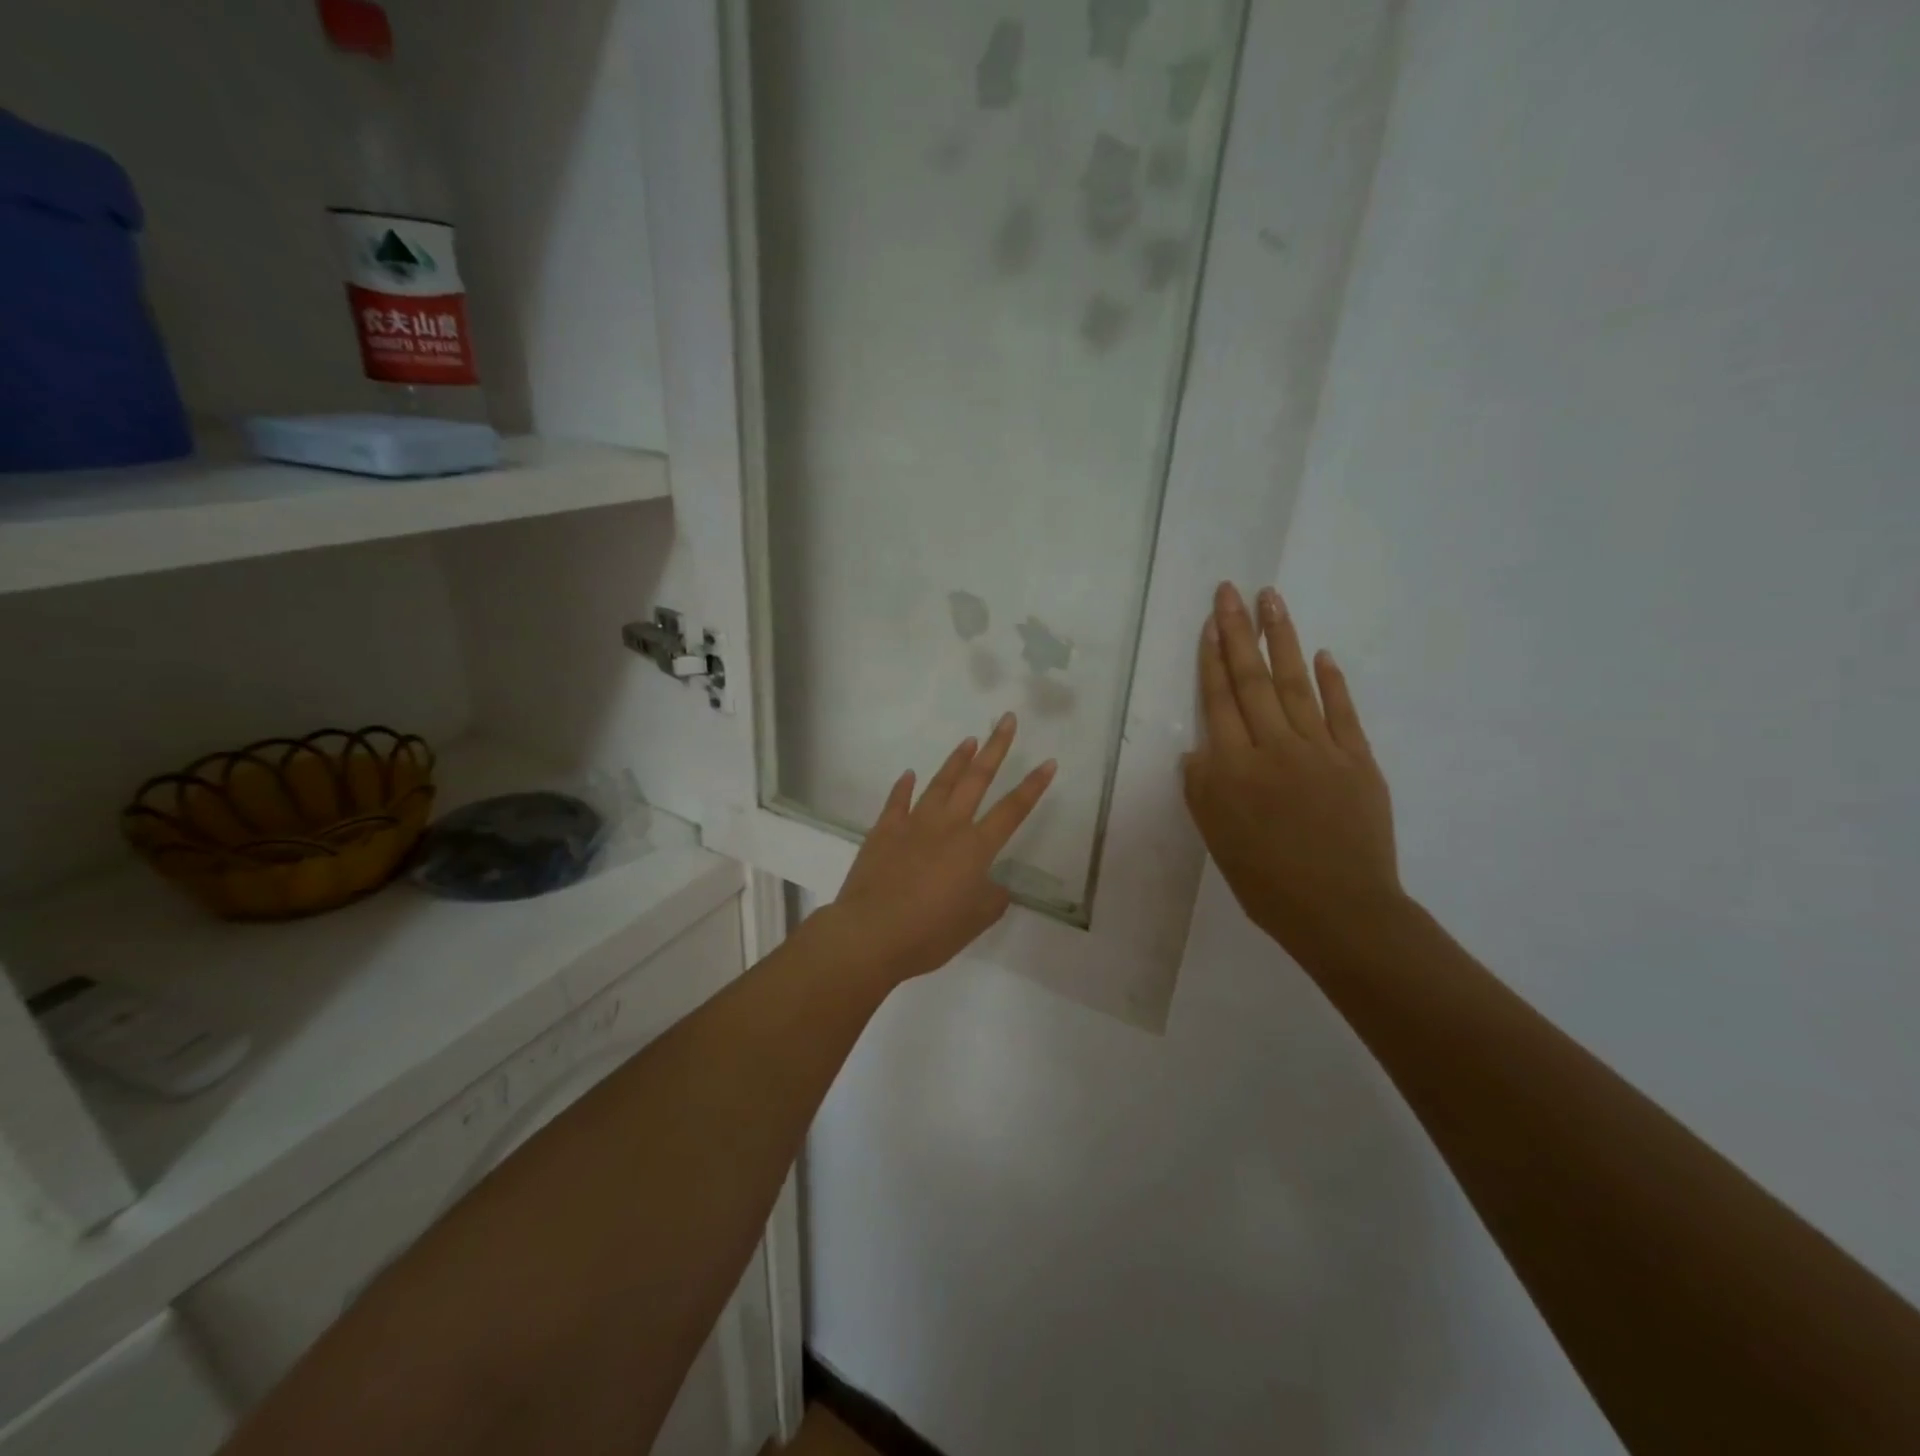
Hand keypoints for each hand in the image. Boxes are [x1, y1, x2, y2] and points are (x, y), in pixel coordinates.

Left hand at [823, 713, 1056, 985]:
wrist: (870, 933)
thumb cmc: (929, 933)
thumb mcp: (974, 923)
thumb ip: (992, 900)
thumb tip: (996, 887)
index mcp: (975, 848)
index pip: (1013, 810)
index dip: (1033, 786)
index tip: (1048, 761)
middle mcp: (948, 826)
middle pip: (977, 779)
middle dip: (996, 748)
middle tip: (1006, 719)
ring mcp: (913, 824)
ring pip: (940, 783)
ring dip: (956, 760)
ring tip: (969, 740)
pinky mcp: (884, 831)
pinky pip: (897, 801)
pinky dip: (903, 787)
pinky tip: (909, 774)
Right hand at [1184, 582, 1402, 963]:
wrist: (1340, 910)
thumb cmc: (1265, 881)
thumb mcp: (1216, 838)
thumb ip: (1202, 789)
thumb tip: (1200, 750)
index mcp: (1232, 769)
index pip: (1219, 701)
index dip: (1212, 659)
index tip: (1210, 622)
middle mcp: (1273, 748)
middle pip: (1251, 680)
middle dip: (1238, 632)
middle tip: (1231, 590)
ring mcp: (1320, 750)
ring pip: (1295, 684)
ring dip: (1282, 640)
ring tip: (1272, 600)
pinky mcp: (1358, 760)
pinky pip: (1342, 712)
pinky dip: (1332, 682)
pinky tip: (1321, 654)